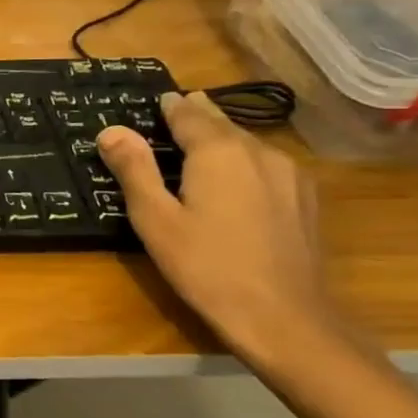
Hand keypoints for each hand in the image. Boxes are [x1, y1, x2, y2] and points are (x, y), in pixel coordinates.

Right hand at [97, 91, 347, 369]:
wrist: (284, 317)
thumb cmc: (206, 266)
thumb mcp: (155, 219)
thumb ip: (134, 170)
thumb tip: (111, 130)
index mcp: (218, 152)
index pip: (189, 114)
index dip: (170, 106)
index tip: (158, 99)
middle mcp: (259, 152)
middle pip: (222, 123)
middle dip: (198, 116)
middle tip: (177, 109)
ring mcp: (290, 175)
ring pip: (249, 143)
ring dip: (223, 138)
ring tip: (202, 141)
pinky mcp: (305, 199)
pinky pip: (267, 164)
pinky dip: (245, 160)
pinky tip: (237, 176)